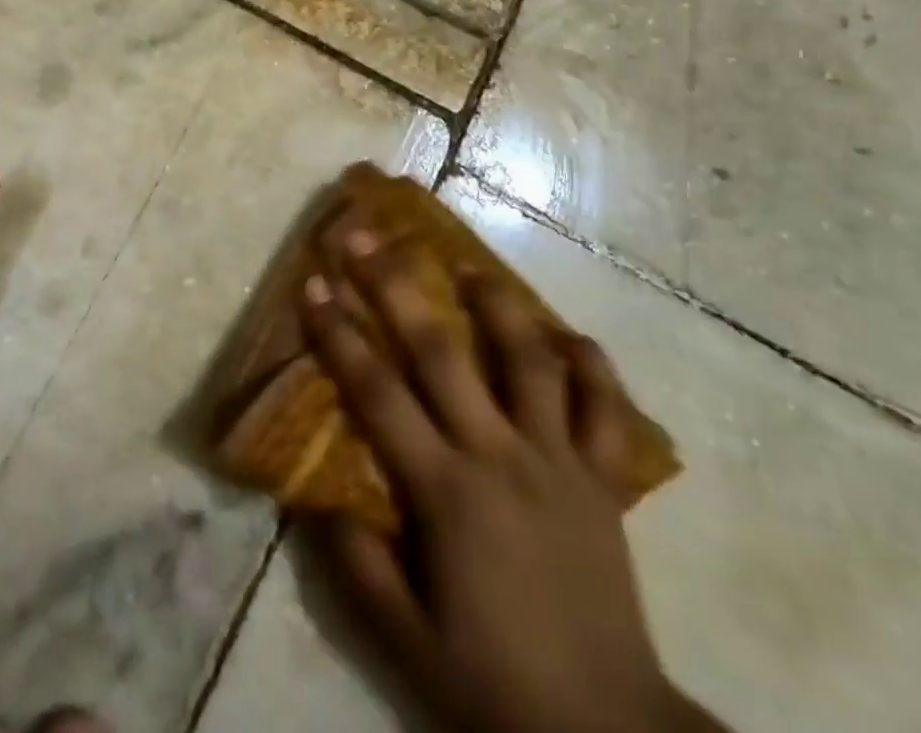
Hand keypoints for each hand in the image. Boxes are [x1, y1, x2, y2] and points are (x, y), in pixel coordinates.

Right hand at [299, 228, 716, 732]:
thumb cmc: (494, 684)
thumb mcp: (404, 641)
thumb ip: (357, 563)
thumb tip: (318, 497)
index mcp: (446, 490)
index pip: (377, 391)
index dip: (339, 333)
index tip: (314, 282)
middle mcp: (499, 455)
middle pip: (441, 351)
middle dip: (396, 285)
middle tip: (368, 236)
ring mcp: (559, 461)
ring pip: (529, 361)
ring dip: (498, 305)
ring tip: (471, 267)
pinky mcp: (603, 481)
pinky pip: (606, 410)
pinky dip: (591, 366)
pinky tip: (568, 336)